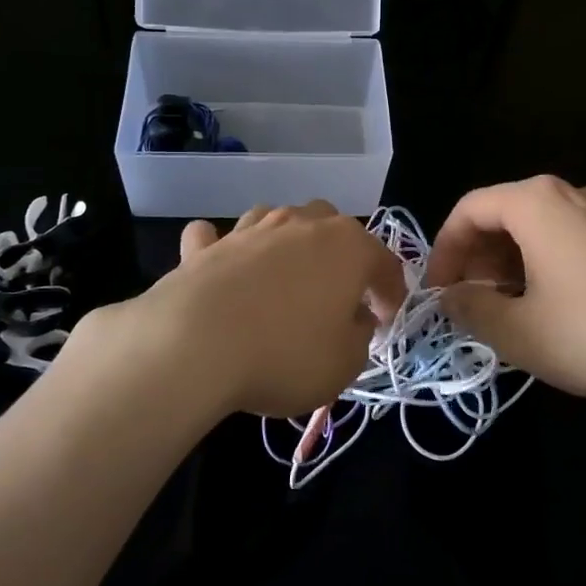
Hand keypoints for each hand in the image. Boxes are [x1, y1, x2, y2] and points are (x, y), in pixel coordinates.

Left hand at [70, 202, 405, 420]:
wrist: (194, 345)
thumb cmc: (285, 354)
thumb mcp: (345, 364)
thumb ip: (359, 337)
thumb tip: (353, 319)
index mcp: (347, 246)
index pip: (384, 262)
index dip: (391, 293)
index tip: (387, 321)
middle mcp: (302, 224)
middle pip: (332, 226)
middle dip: (341, 256)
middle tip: (338, 296)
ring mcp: (251, 229)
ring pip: (279, 221)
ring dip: (287, 244)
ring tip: (284, 279)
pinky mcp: (205, 247)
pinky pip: (218, 238)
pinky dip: (221, 248)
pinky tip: (220, 265)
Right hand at [425, 176, 585, 412]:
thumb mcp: (516, 330)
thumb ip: (470, 308)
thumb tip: (450, 297)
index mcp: (536, 202)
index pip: (469, 209)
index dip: (443, 250)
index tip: (437, 292)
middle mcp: (570, 194)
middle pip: (504, 214)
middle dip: (477, 257)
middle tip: (468, 301)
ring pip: (538, 228)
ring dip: (509, 263)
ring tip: (505, 308)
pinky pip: (570, 239)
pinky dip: (544, 264)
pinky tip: (549, 307)